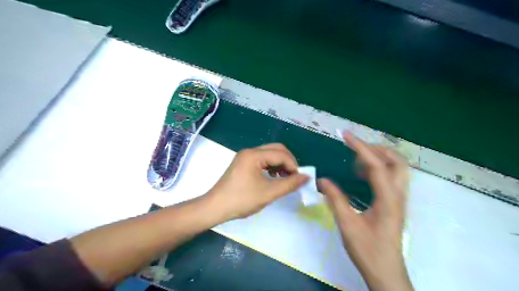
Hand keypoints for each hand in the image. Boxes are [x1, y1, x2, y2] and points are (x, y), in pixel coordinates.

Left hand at [208, 143, 309, 219]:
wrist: (215, 208)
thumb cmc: (241, 200)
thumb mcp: (268, 193)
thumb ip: (289, 184)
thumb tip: (306, 177)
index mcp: (254, 155)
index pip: (281, 154)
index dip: (293, 165)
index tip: (300, 179)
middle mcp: (249, 151)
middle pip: (276, 149)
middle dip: (288, 161)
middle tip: (294, 176)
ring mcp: (245, 157)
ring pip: (269, 154)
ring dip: (280, 163)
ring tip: (285, 178)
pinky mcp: (243, 163)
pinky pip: (262, 160)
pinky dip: (271, 166)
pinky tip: (273, 177)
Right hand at [319, 134, 411, 290]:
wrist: (386, 272)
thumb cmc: (367, 250)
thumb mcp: (347, 224)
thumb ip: (336, 199)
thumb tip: (322, 180)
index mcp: (387, 199)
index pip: (376, 165)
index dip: (360, 147)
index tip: (345, 135)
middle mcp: (398, 195)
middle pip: (397, 161)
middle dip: (376, 149)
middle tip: (354, 149)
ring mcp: (399, 199)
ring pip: (397, 168)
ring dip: (378, 158)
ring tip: (356, 162)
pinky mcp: (396, 203)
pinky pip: (392, 177)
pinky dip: (378, 169)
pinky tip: (363, 176)